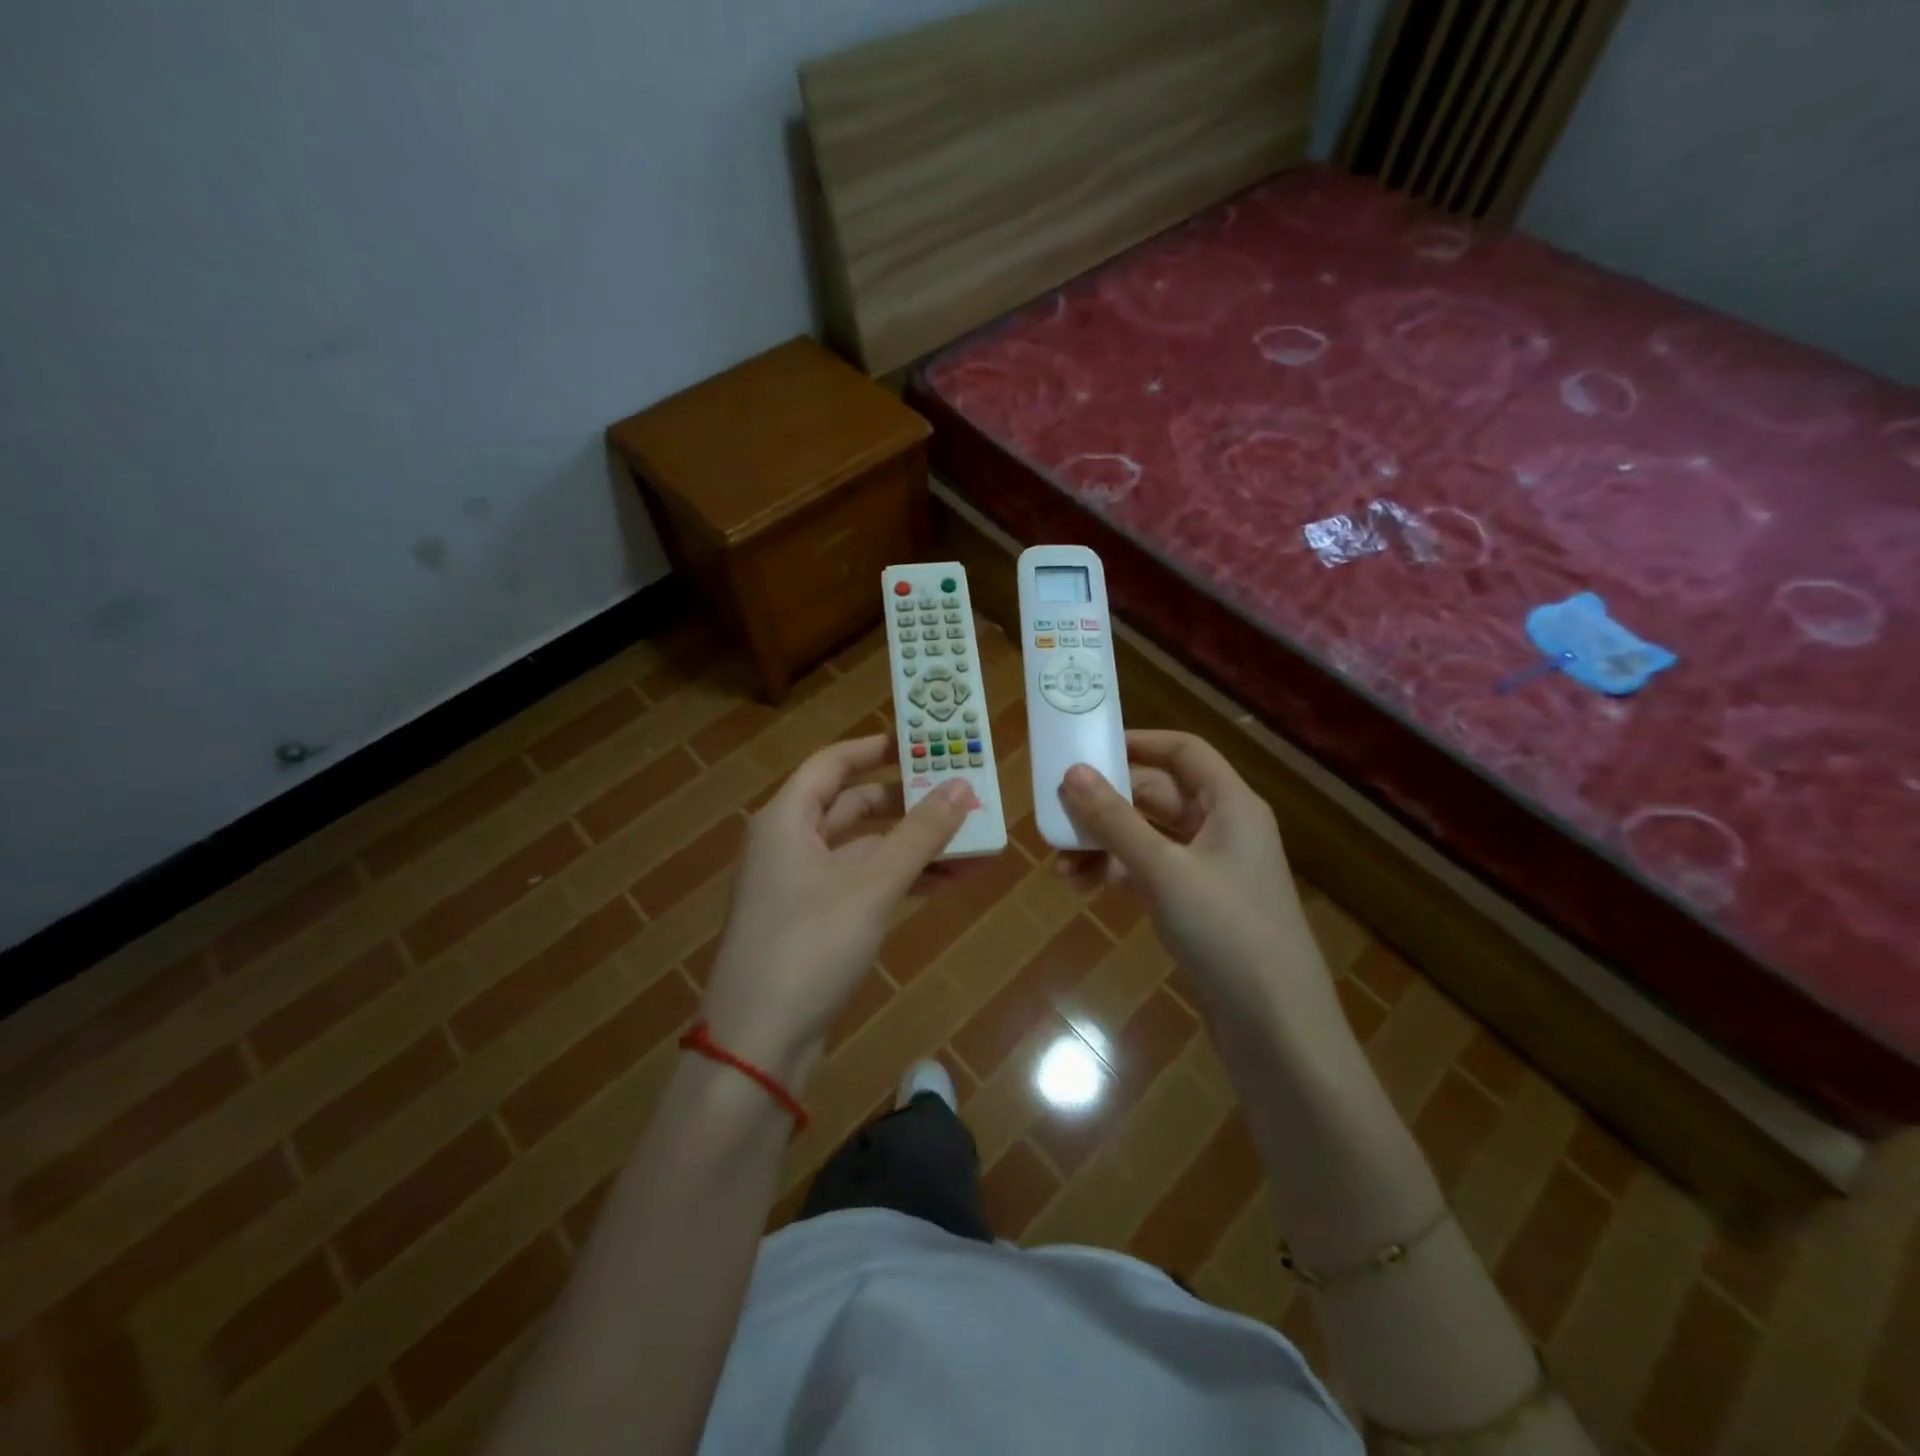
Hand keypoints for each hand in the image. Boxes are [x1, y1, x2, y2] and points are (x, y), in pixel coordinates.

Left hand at [700, 736, 976, 1086]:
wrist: (758, 1043)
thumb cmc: (810, 946)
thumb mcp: (872, 885)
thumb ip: (919, 835)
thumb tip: (964, 786)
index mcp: (787, 819)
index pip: (833, 763)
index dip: (876, 747)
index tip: (922, 740)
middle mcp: (790, 843)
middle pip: (853, 804)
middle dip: (908, 801)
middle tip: (959, 792)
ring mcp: (801, 885)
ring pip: (865, 849)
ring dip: (914, 845)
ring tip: (972, 840)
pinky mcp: (815, 921)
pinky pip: (864, 884)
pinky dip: (901, 879)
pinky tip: (948, 882)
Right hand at [1057, 731, 1350, 1055]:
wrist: (1276, 1028)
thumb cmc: (1227, 932)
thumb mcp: (1165, 870)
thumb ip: (1115, 820)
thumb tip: (1071, 773)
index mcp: (1230, 805)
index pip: (1183, 751)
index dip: (1138, 743)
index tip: (1087, 748)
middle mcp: (1221, 829)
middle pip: (1157, 794)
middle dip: (1106, 802)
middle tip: (1056, 810)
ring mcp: (1208, 870)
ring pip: (1147, 837)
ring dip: (1103, 843)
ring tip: (1059, 862)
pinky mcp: (1196, 906)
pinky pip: (1148, 872)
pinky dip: (1116, 873)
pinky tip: (1082, 887)